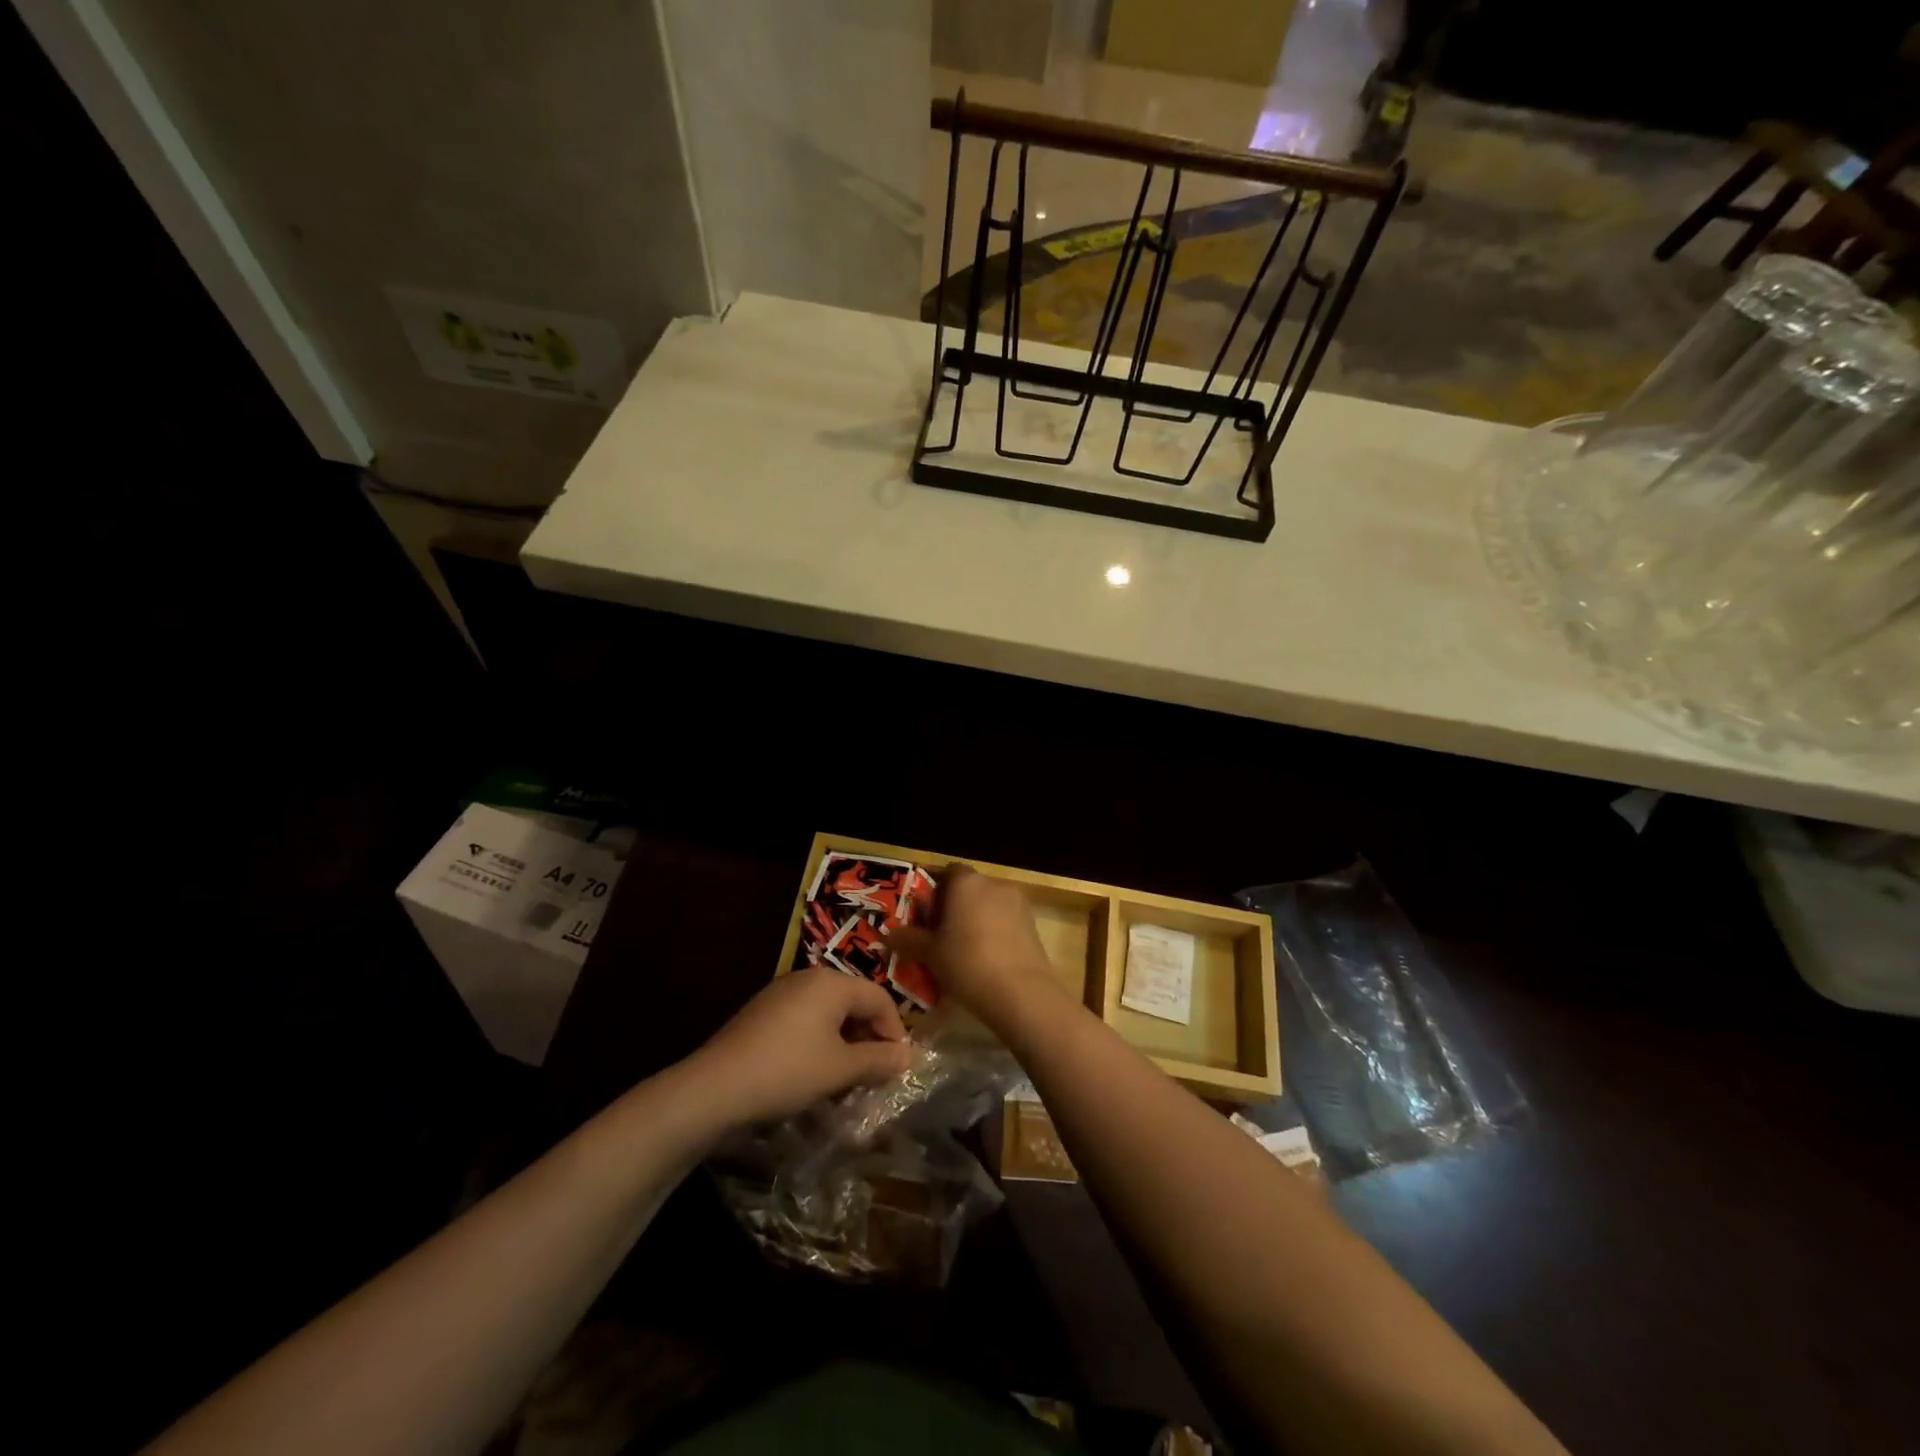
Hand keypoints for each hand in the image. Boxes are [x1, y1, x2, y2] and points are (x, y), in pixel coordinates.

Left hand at [689, 967, 911, 1125]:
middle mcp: (808, 979)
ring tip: (845, 1082)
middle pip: (854, 1004)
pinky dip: (818, 1046)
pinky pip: (804, 1023)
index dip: (895, 1032)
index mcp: (832, 983)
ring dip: (844, 1046)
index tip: (897, 1067)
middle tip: (873, 1076)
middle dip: (868, 1040)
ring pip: (829, 1016)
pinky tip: (812, 1077)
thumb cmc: (787, 1071)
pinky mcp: (763, 1014)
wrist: (714, 1087)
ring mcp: (781, 994)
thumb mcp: (839, 1069)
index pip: (880, 999)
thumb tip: (908, 1056)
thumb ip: (878, 1060)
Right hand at [886, 865, 1059, 1027]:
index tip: (924, 915)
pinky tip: (986, 960)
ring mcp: (1017, 903)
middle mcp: (993, 884)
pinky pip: (1005, 922)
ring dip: (976, 921)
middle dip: (954, 908)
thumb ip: (908, 940)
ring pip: (988, 906)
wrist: (1021, 992)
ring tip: (962, 951)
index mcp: (965, 882)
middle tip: (939, 936)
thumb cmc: (966, 963)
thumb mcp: (929, 954)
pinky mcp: (1032, 924)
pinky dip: (994, 934)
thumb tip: (887, 935)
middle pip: (968, 889)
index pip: (946, 873)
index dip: (934, 891)